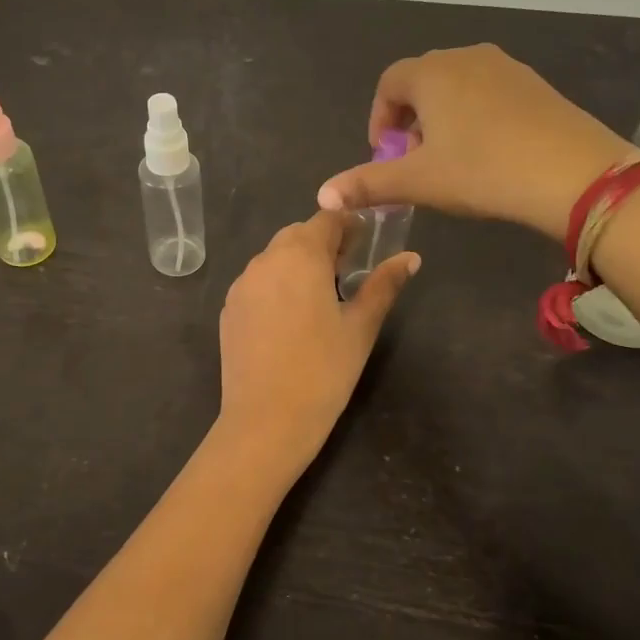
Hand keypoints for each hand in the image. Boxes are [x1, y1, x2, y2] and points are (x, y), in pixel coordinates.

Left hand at [218, 211, 418, 458]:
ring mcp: (241, 285)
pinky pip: (257, 283)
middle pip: (297, 235)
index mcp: (300, 255)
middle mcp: (265, 260)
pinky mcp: (228, 309)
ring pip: (274, 258)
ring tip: (319, 298)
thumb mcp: (361, 326)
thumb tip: (410, 258)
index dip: (349, 225)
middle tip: (346, 273)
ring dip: (297, 264)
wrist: (266, 421)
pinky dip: (276, 286)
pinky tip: (290, 320)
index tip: (364, 245)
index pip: (327, 218)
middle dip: (322, 244)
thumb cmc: (324, 371)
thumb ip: (384, 285)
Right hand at [316, 44, 629, 241]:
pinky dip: (477, 117)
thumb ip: (367, 184)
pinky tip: (490, 153)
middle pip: (423, 82)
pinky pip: (490, 93)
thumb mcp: (418, 182)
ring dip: (443, 119)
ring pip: (458, 87)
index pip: (389, 83)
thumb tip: (322, 194)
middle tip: (416, 162)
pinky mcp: (537, 84)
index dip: (379, 119)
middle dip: (410, 121)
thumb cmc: (482, 171)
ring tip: (451, 160)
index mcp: (432, 72)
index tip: (385, 156)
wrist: (572, 173)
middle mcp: (467, 57)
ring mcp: (507, 67)